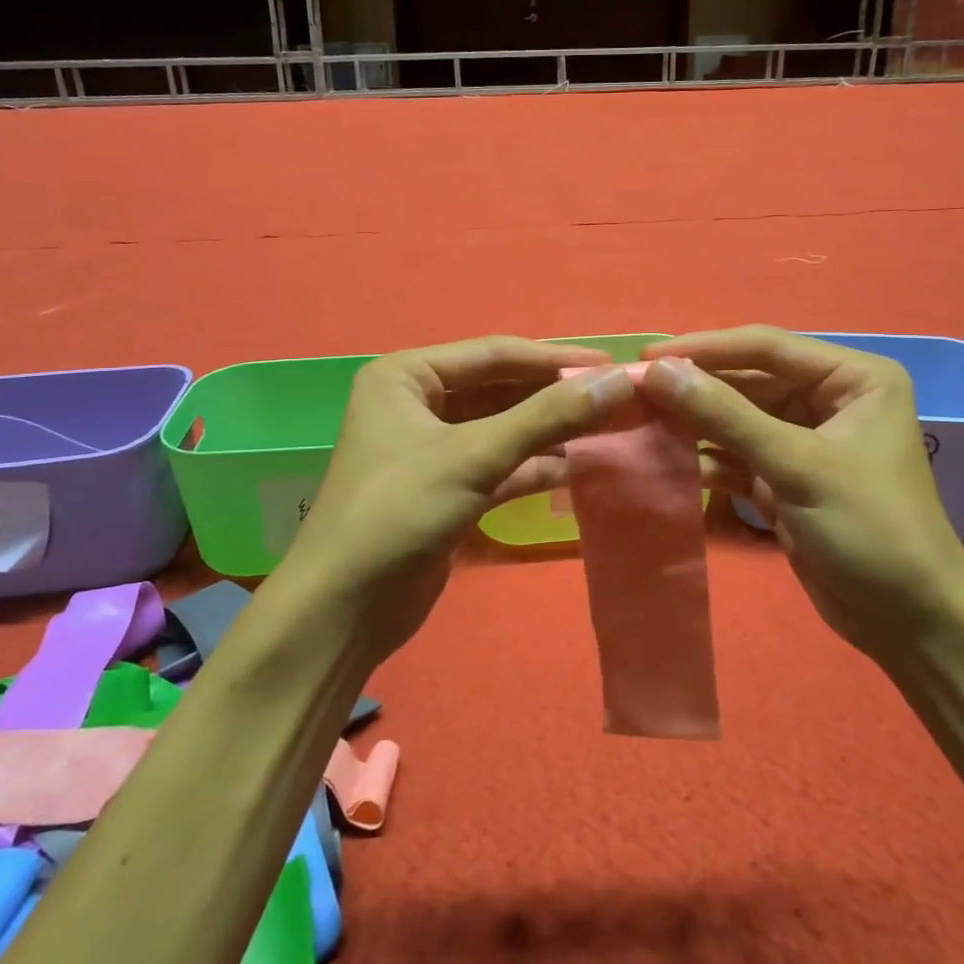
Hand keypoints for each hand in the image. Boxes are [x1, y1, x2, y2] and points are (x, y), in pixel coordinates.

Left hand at [280, 337, 635, 664]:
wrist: (344, 608)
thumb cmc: (399, 511)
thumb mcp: (476, 455)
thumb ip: (548, 416)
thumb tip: (619, 380)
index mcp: (407, 375)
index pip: (494, 354)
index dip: (555, 359)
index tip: (612, 365)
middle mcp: (416, 403)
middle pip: (499, 389)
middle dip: (554, 396)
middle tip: (616, 398)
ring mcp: (430, 448)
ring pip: (502, 428)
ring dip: (550, 431)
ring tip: (608, 429)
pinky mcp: (444, 488)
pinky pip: (498, 464)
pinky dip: (534, 465)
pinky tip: (577, 467)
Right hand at [639, 327, 963, 661]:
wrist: (908, 622)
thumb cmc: (870, 528)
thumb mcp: (797, 465)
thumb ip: (725, 416)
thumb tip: (659, 372)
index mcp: (852, 378)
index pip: (766, 348)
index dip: (705, 349)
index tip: (648, 359)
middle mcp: (829, 399)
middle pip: (747, 381)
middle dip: (696, 389)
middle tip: (635, 391)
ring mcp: (805, 440)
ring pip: (737, 418)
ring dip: (694, 423)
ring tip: (641, 423)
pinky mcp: (785, 477)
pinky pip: (736, 454)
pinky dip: (706, 458)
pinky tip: (667, 460)